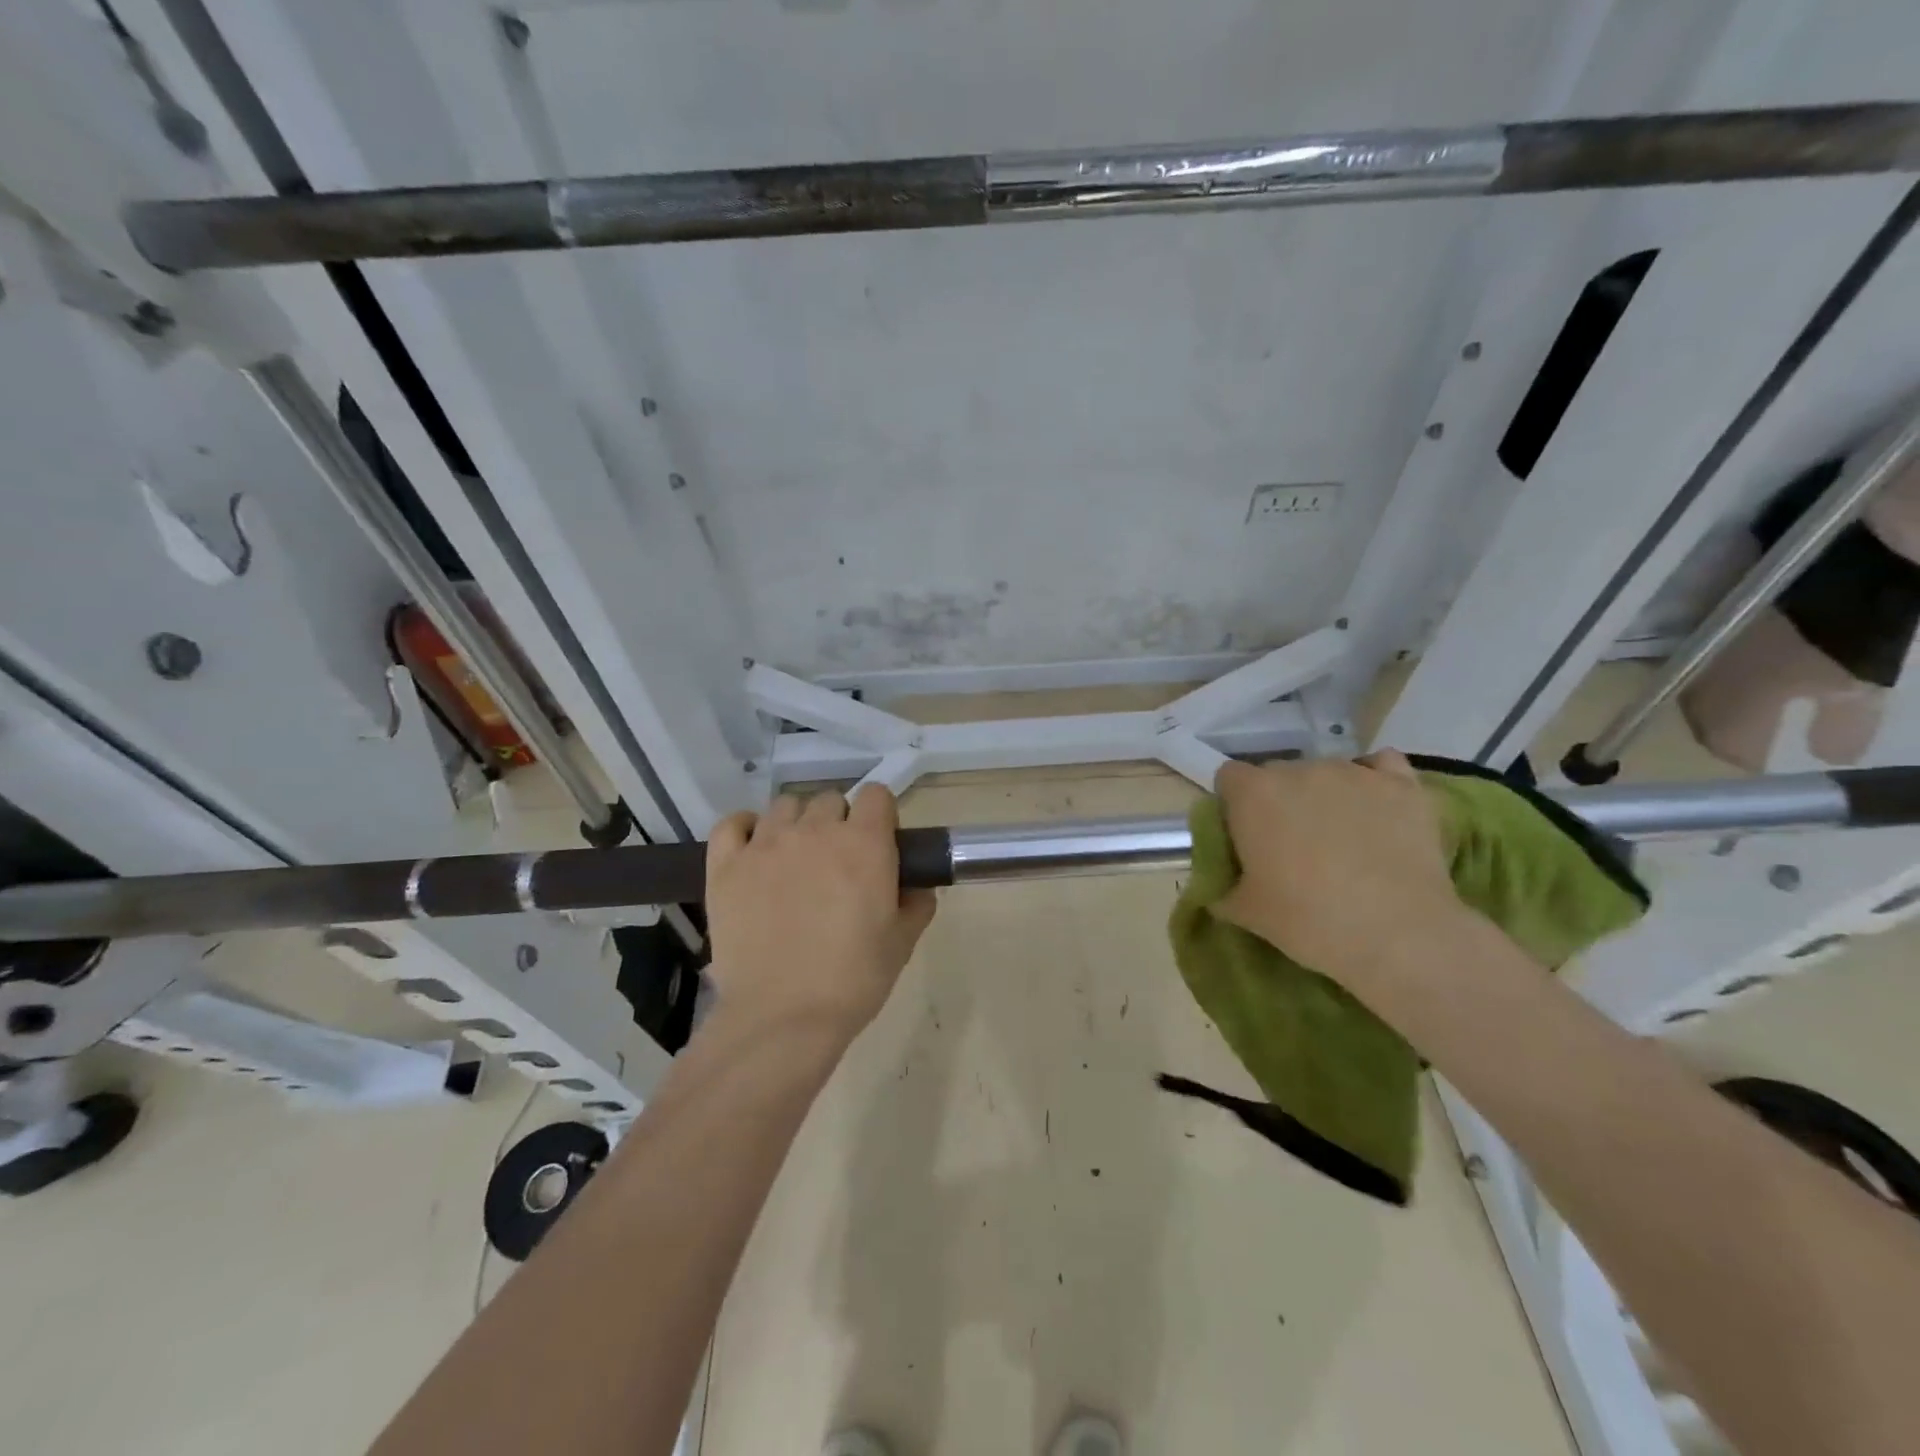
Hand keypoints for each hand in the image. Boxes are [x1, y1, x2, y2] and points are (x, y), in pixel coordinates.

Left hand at [705, 785, 936, 1035]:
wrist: (783, 1016)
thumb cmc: (853, 979)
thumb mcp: (902, 943)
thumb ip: (916, 904)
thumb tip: (917, 888)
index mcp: (864, 843)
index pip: (877, 795)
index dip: (881, 816)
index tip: (879, 843)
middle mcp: (815, 830)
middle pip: (830, 800)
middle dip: (839, 823)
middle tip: (838, 863)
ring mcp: (766, 844)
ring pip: (785, 806)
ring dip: (796, 824)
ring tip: (795, 859)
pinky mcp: (726, 866)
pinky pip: (732, 824)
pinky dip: (745, 829)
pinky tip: (753, 851)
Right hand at [1213, 751, 1463, 987]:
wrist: (1398, 935)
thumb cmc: (1308, 921)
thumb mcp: (1246, 912)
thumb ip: (1222, 888)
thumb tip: (1219, 884)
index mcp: (1253, 794)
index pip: (1229, 777)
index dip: (1234, 804)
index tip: (1244, 835)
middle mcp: (1300, 770)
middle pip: (1278, 773)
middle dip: (1280, 800)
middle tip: (1291, 843)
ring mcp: (1353, 773)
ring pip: (1327, 773)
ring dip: (1325, 795)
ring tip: (1341, 836)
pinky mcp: (1402, 785)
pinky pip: (1381, 766)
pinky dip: (1374, 782)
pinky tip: (1377, 810)